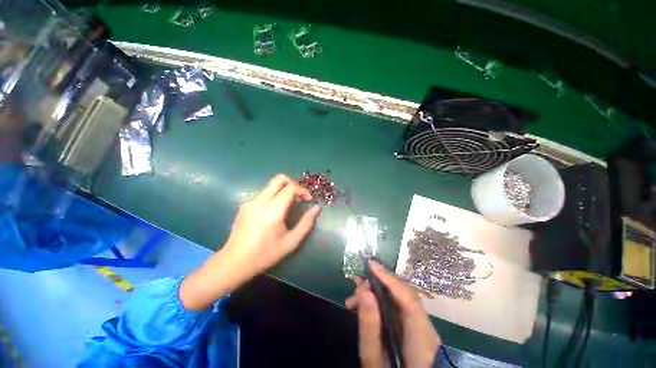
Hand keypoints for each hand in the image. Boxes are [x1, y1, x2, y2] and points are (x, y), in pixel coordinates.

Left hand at [180, 174, 320, 311]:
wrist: (234, 262)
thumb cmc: (265, 254)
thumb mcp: (291, 242)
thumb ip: (306, 223)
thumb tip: (316, 208)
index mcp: (272, 211)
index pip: (290, 188)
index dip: (302, 190)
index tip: (308, 199)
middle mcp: (260, 201)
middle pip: (279, 179)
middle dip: (293, 183)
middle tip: (298, 197)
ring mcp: (250, 202)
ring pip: (271, 185)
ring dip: (283, 190)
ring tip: (287, 206)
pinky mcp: (244, 205)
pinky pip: (263, 193)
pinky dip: (274, 196)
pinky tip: (274, 211)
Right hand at [346, 261, 440, 367]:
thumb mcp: (374, 359)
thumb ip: (370, 327)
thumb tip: (364, 291)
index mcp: (422, 339)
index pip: (408, 299)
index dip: (389, 279)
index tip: (371, 265)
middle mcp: (426, 327)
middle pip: (403, 294)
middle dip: (378, 285)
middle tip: (356, 288)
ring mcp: (422, 326)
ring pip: (399, 297)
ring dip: (376, 292)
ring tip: (354, 298)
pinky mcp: (414, 326)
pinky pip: (397, 305)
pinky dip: (380, 299)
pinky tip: (365, 301)